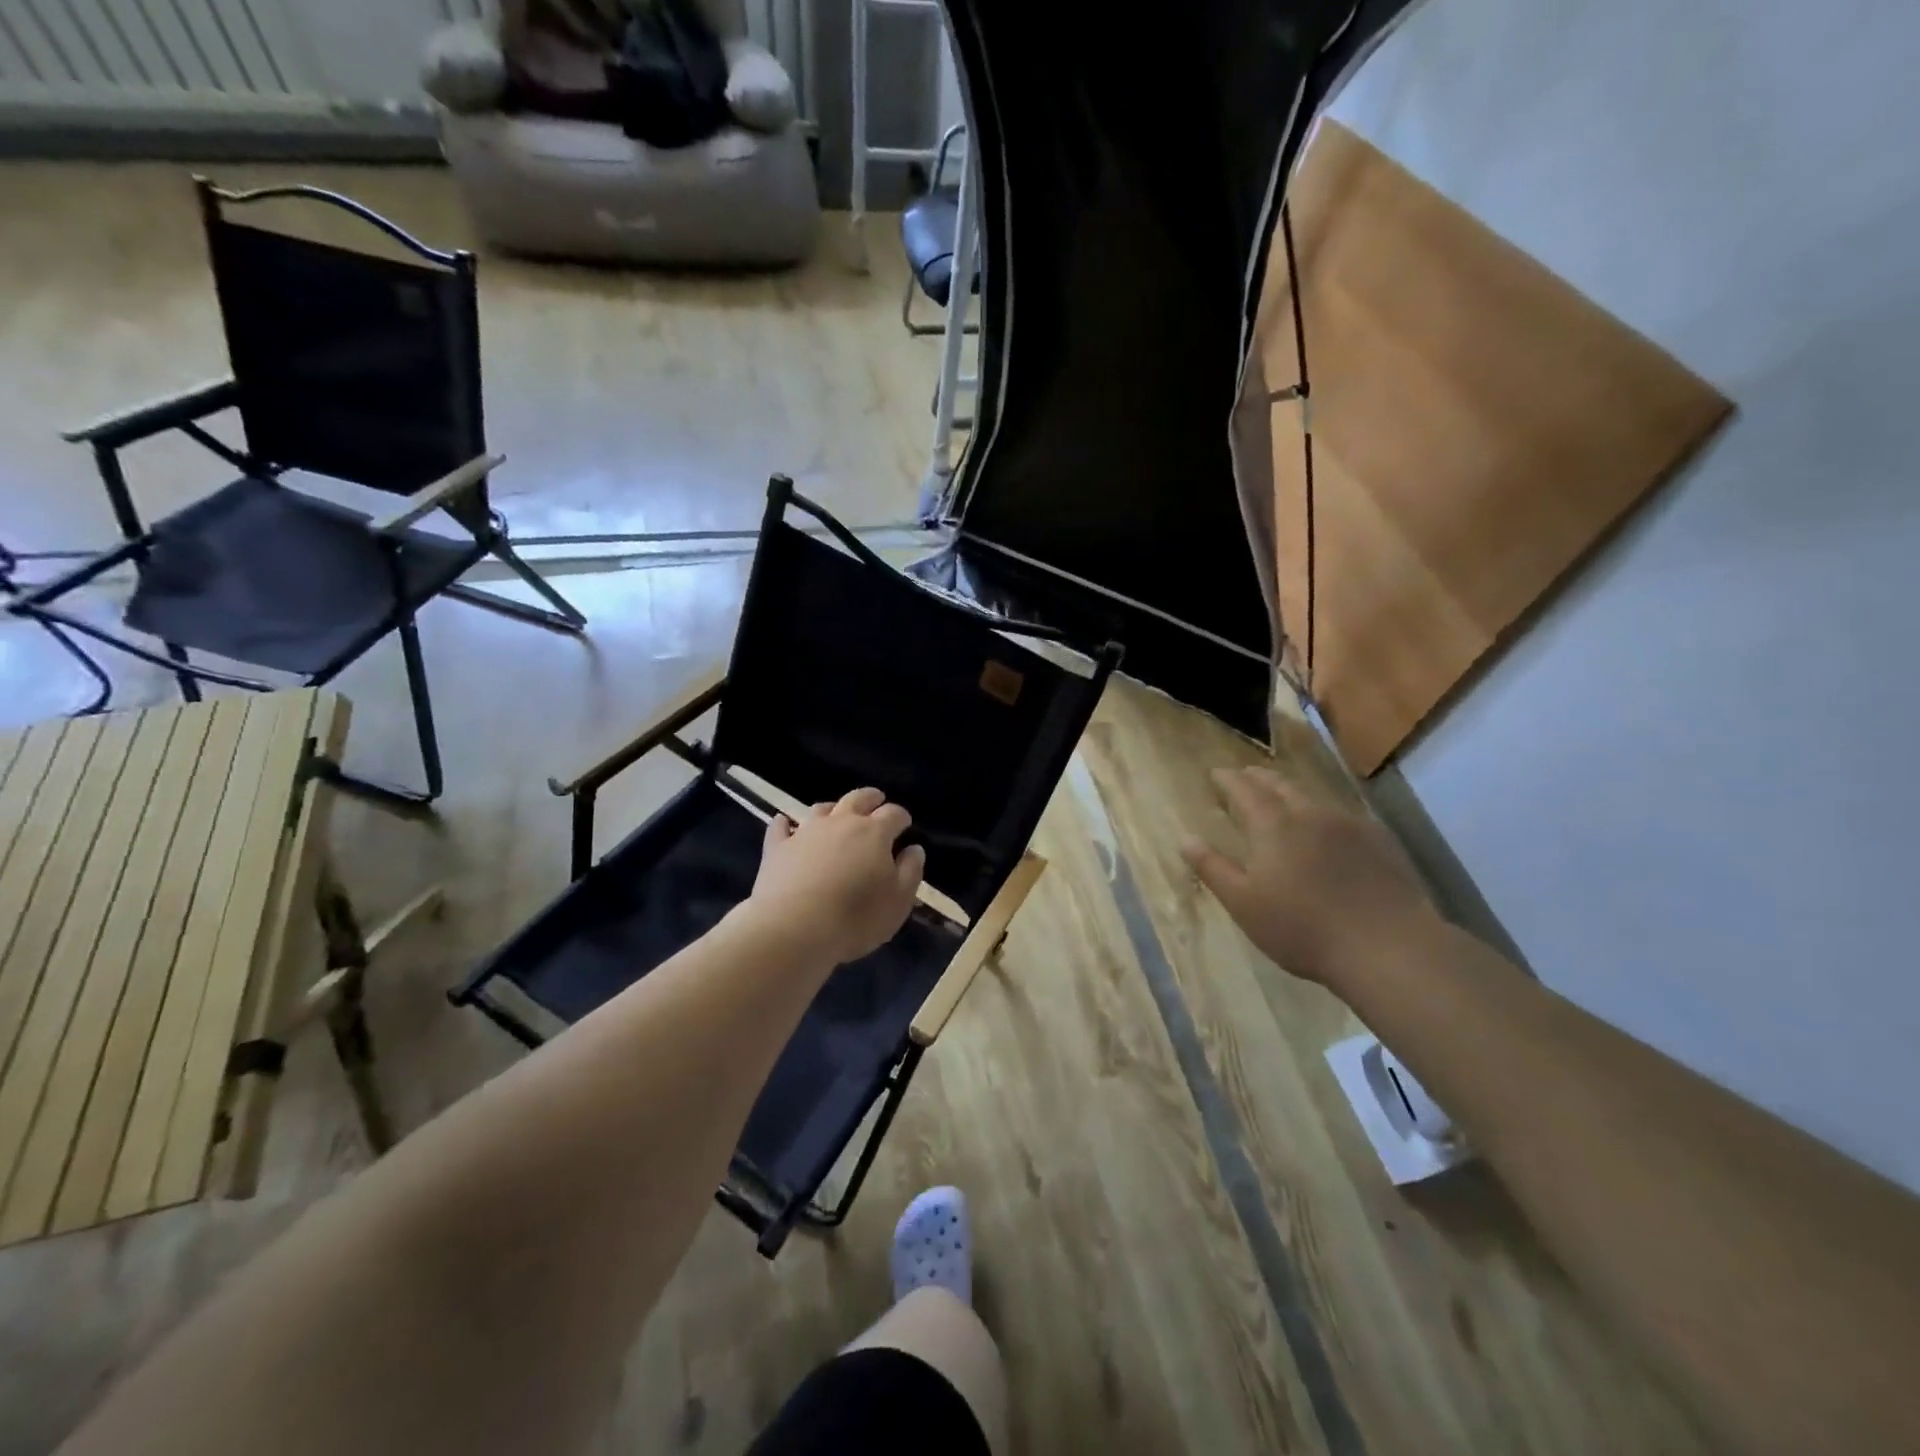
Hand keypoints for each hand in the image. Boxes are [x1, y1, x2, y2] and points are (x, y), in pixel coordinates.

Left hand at [747, 787, 926, 965]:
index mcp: (874, 833)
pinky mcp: (777, 847)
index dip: (901, 817)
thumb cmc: (855, 918)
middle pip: (858, 799)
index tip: (905, 824)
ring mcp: (806, 832)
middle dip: (871, 798)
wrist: (792, 928)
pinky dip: (786, 823)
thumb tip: (914, 849)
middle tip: (876, 800)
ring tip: (837, 813)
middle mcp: (841, 822)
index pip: (893, 814)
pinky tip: (785, 823)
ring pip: (822, 809)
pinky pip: (781, 827)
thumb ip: (910, 871)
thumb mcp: (898, 901)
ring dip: (833, 808)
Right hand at [1181, 766, 1435, 987]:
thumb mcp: (1244, 903)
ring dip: (1291, 793)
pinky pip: (1342, 816)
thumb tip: (1186, 839)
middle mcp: (1311, 814)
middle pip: (1281, 785)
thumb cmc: (1302, 928)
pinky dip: (1322, 814)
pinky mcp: (1380, 842)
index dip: (1228, 779)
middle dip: (1259, 777)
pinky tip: (1327, 831)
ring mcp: (1350, 825)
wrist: (1388, 947)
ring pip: (1313, 798)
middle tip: (1246, 775)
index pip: (1244, 789)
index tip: (1216, 773)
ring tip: (1282, 798)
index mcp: (1274, 825)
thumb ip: (1213, 868)